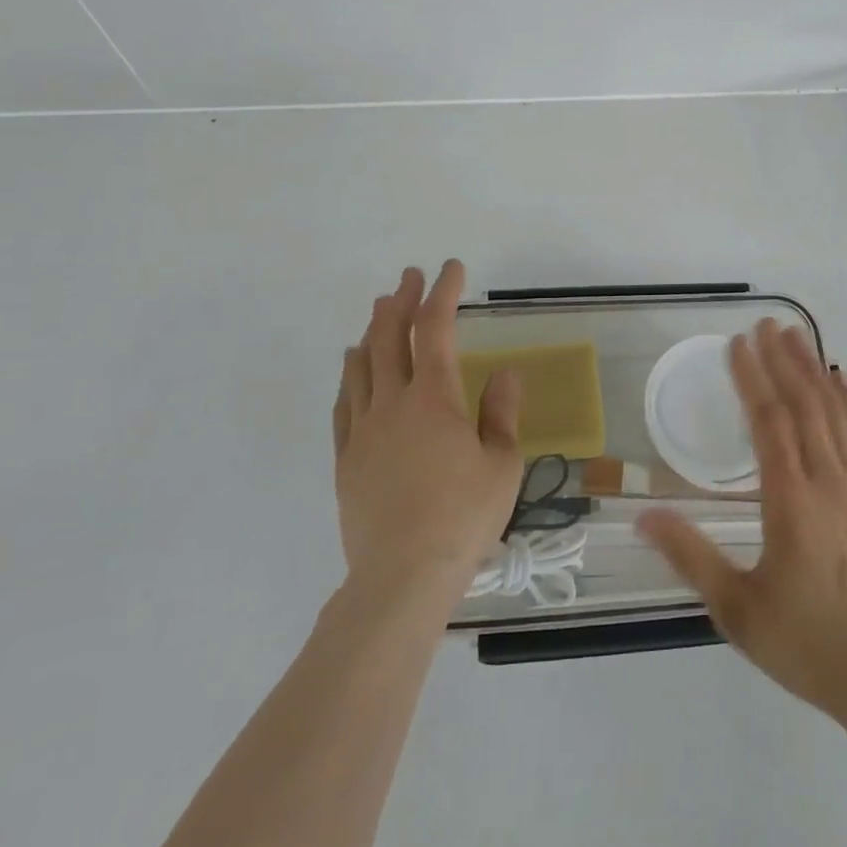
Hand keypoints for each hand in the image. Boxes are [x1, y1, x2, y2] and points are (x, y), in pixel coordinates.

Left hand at [333, 261, 523, 602]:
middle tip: (409, 277)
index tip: (452, 269)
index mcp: (434, 399)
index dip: (444, 293)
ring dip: (372, 331)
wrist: (401, 577)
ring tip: (379, 311)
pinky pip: (343, 404)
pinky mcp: (346, 459)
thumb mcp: (502, 464)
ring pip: (361, 365)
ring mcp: (362, 430)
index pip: (436, 329)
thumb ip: (501, 413)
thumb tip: (502, 372)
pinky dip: (350, 375)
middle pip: (390, 337)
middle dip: (401, 300)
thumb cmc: (462, 518)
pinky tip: (353, 367)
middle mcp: (393, 403)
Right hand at [637, 321, 846, 724]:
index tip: (737, 344)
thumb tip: (643, 516)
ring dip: (815, 371)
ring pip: (836, 415)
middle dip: (782, 360)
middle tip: (766, 324)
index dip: (752, 378)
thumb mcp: (736, 608)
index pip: (768, 423)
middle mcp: (829, 482)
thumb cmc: (805, 643)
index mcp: (791, 502)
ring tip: (798, 336)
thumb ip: (690, 556)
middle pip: (804, 406)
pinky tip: (843, 381)